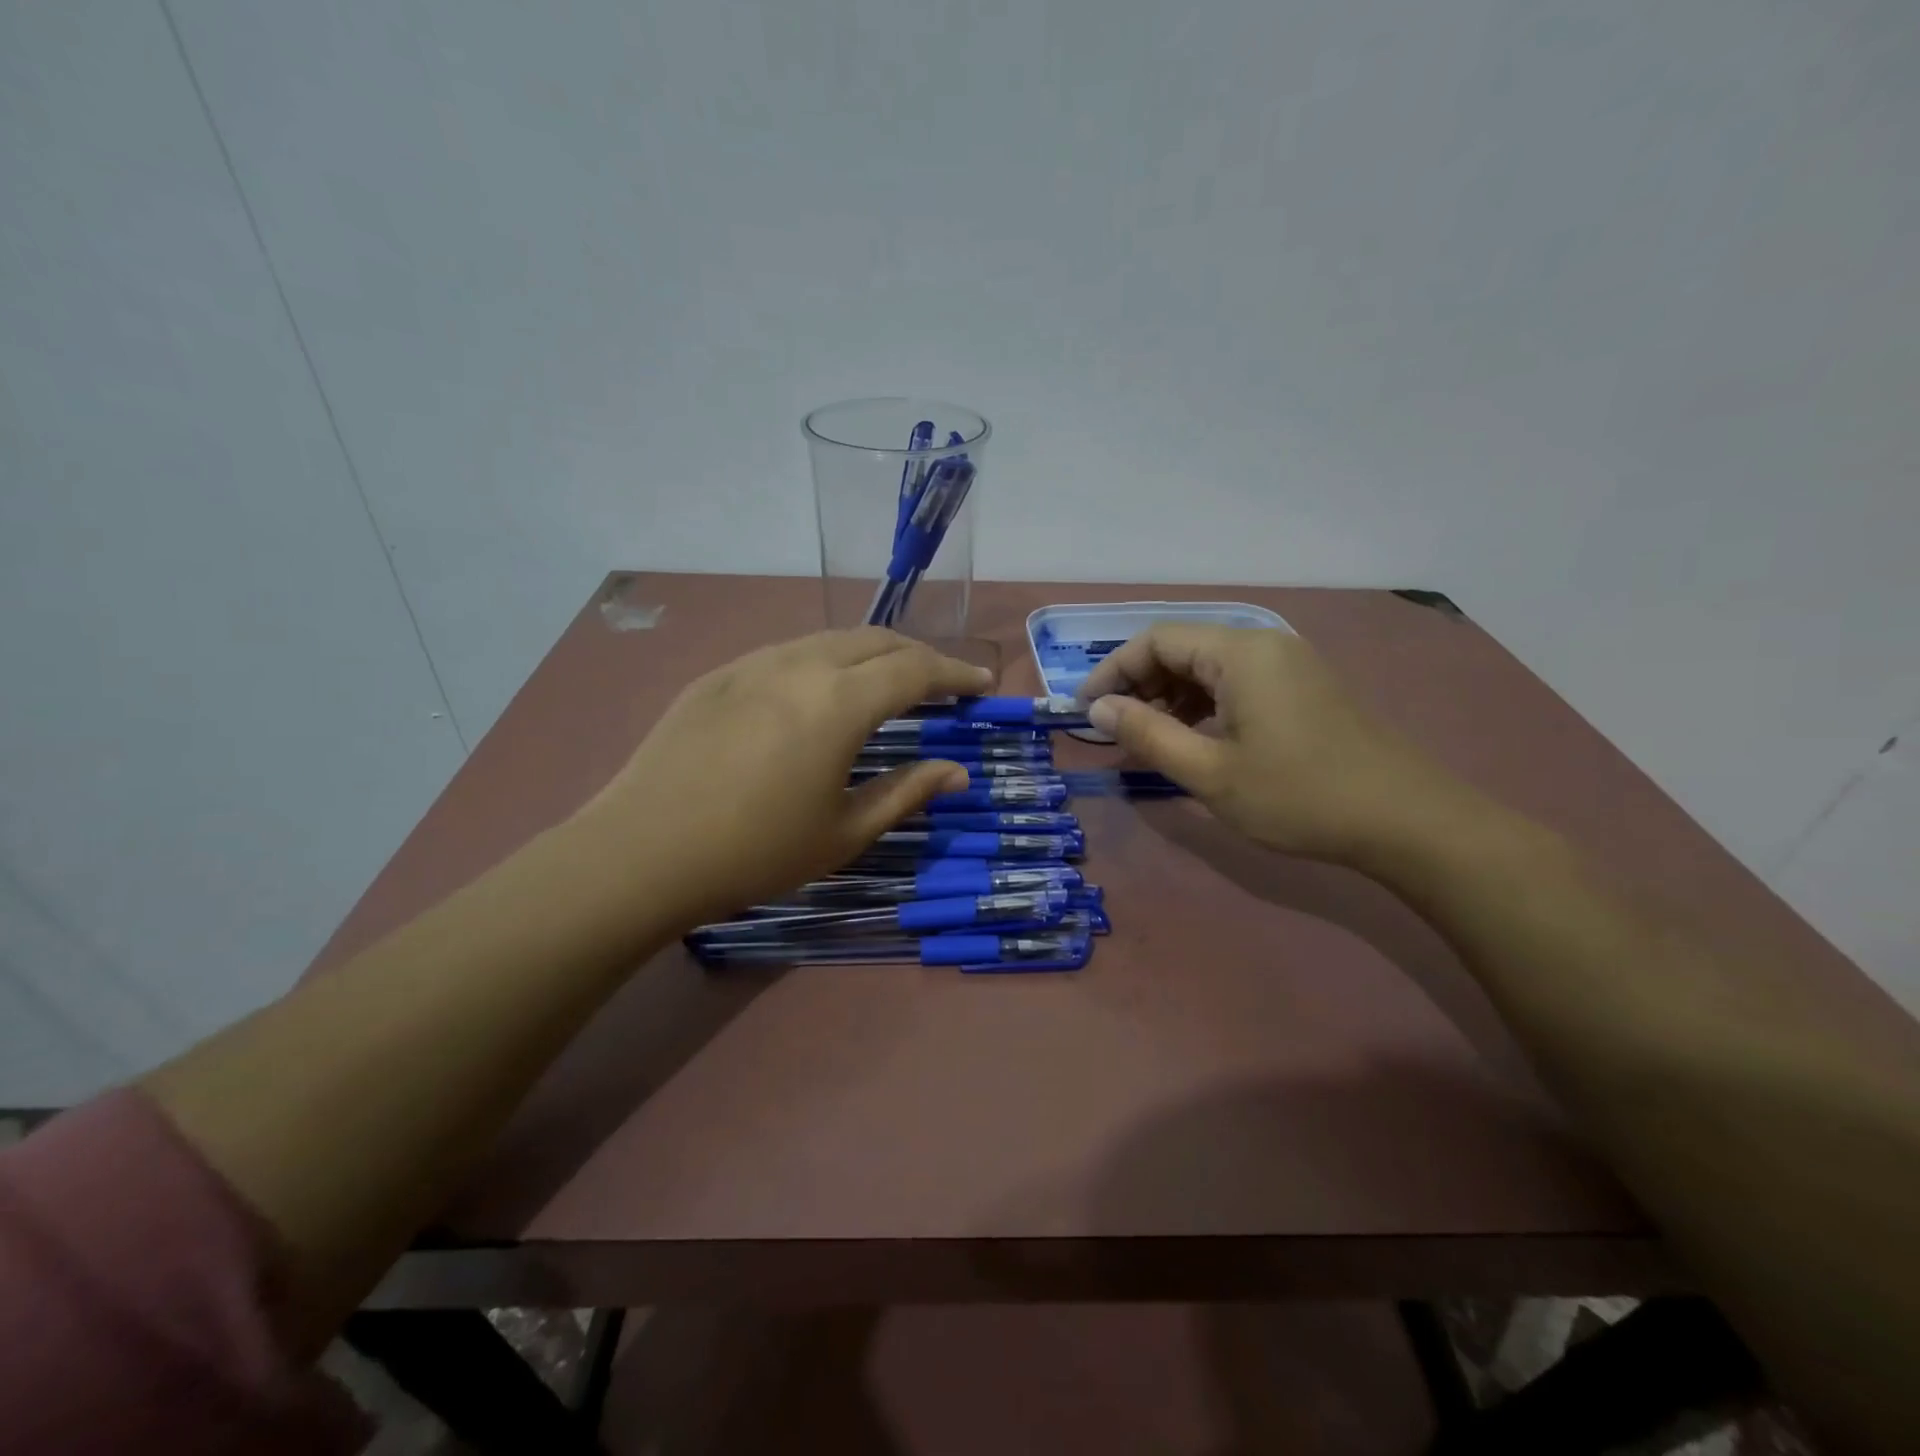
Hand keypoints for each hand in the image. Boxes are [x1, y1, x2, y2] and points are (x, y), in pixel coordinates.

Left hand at [574, 628, 992, 929]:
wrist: (641, 852)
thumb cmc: (755, 852)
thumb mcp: (844, 832)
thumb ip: (907, 792)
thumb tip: (957, 771)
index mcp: (839, 702)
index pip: (916, 669)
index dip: (956, 674)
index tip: (982, 684)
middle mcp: (800, 664)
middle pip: (876, 639)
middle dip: (918, 656)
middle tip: (940, 685)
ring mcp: (753, 663)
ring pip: (829, 639)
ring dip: (870, 654)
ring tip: (885, 685)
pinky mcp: (718, 676)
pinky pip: (786, 653)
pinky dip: (823, 662)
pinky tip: (817, 695)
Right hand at [1079, 624, 1478, 866]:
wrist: (1405, 821)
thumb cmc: (1298, 795)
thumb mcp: (1209, 772)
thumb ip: (1147, 735)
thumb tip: (1098, 709)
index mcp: (1239, 653)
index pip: (1155, 640)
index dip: (1112, 671)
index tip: (1085, 711)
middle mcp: (1263, 644)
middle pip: (1182, 647)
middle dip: (1140, 684)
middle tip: (1115, 730)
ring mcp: (1288, 664)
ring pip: (1208, 666)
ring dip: (1170, 697)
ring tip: (1148, 739)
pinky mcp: (1303, 687)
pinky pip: (1236, 682)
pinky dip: (1203, 704)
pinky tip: (1193, 739)